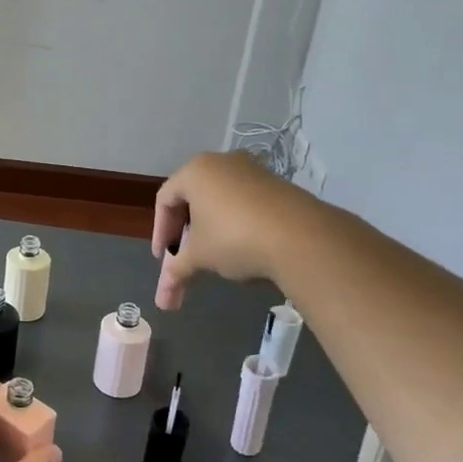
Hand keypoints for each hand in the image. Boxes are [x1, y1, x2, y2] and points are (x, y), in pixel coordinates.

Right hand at [151, 150, 321, 309]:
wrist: (302, 237)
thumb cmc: (234, 238)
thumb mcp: (199, 256)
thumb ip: (177, 271)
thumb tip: (163, 299)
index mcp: (195, 171)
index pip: (165, 200)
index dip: (160, 232)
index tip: (163, 258)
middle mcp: (222, 163)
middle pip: (193, 199)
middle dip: (186, 235)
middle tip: (184, 260)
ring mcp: (253, 171)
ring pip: (220, 202)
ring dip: (210, 231)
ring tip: (213, 259)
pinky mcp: (277, 185)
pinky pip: (244, 204)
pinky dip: (235, 225)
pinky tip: (242, 249)